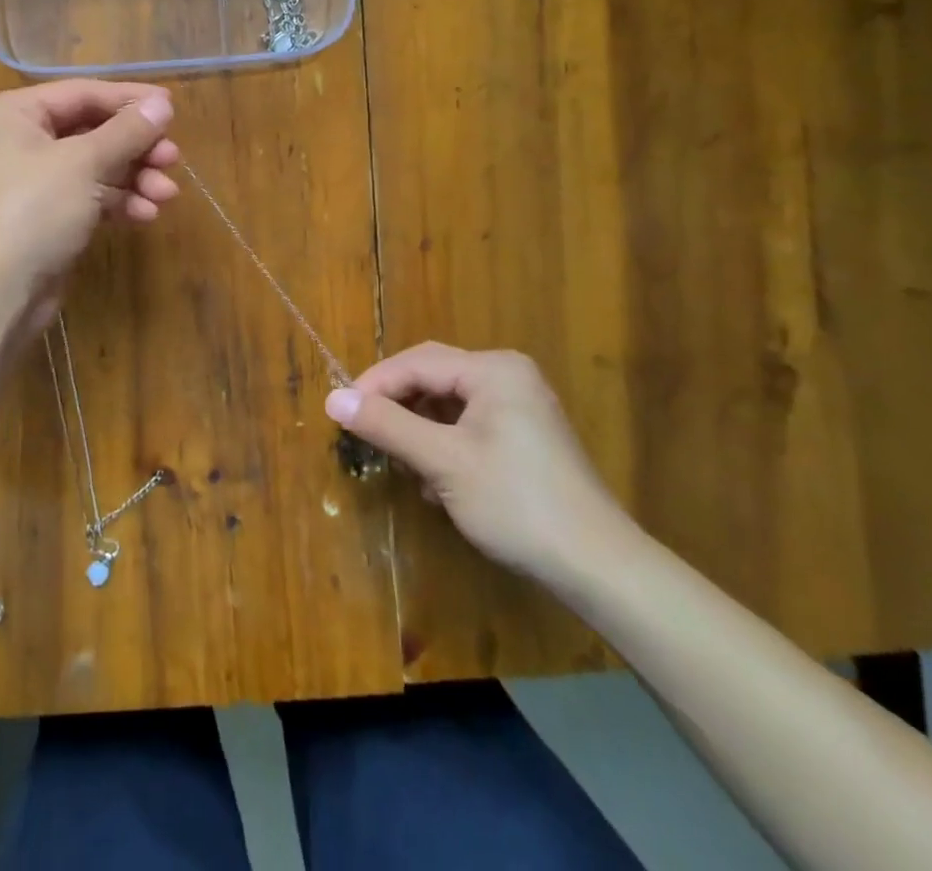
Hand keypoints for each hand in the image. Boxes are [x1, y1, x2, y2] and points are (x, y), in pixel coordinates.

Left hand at [0, 80, 179, 302]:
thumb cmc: (33, 210)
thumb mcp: (84, 163)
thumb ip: (126, 131)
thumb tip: (163, 102)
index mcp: (17, 113)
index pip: (83, 93)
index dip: (129, 100)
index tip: (172, 108)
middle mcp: (23, 140)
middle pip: (93, 131)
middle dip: (136, 147)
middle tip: (173, 159)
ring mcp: (36, 181)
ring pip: (97, 167)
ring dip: (134, 178)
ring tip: (166, 194)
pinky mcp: (50, 216)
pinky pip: (92, 197)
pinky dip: (119, 202)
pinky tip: (146, 215)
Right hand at [325, 344, 633, 582]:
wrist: (599, 568)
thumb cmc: (516, 504)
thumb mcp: (442, 462)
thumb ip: (386, 425)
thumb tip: (332, 399)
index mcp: (493, 369)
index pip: (417, 362)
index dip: (373, 385)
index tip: (340, 413)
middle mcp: (507, 376)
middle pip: (432, 379)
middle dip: (397, 408)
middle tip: (364, 435)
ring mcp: (520, 406)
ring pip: (447, 405)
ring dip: (419, 432)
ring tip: (405, 466)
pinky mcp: (524, 436)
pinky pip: (468, 425)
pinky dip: (444, 446)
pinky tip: (438, 483)